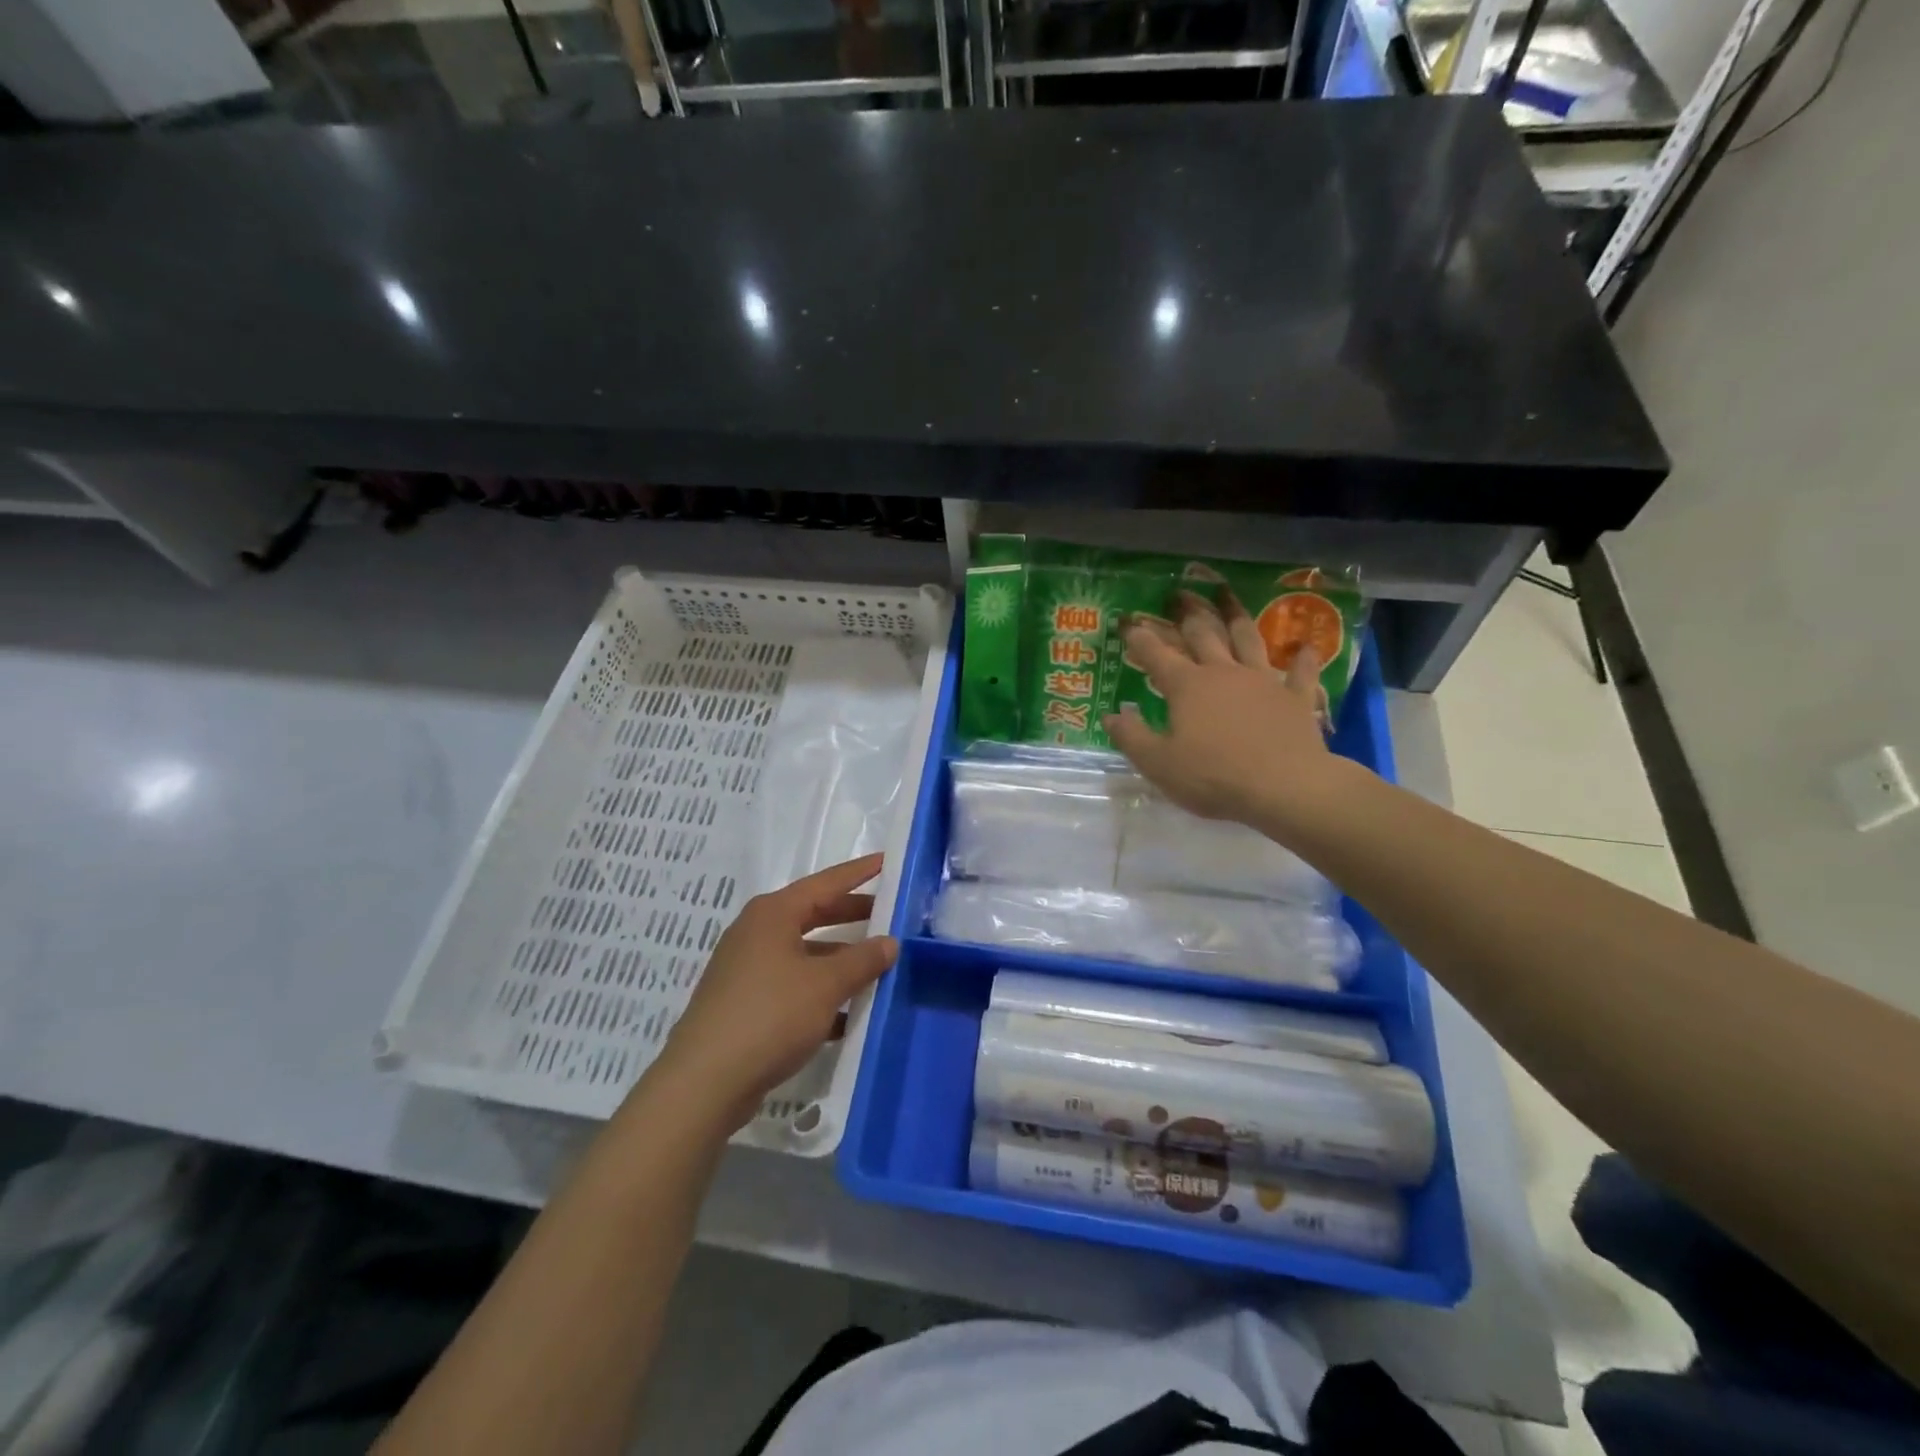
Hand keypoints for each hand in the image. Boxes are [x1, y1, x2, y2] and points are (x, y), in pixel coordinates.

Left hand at [650, 853, 897, 1130]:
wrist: (705, 1082)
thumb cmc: (770, 1016)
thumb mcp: (826, 985)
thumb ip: (862, 960)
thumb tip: (890, 942)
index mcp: (773, 914)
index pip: (826, 883)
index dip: (859, 873)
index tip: (888, 862)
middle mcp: (757, 932)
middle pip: (814, 915)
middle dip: (852, 915)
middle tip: (890, 914)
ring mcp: (747, 969)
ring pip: (804, 953)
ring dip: (839, 959)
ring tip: (877, 966)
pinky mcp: (745, 1003)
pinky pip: (793, 985)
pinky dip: (820, 992)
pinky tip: (848, 1014)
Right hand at [1104, 588, 1356, 830]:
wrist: (1285, 787)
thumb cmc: (1213, 776)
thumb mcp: (1158, 763)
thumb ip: (1131, 736)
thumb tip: (1112, 715)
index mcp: (1187, 686)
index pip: (1155, 655)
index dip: (1138, 637)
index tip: (1127, 621)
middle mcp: (1223, 673)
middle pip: (1203, 636)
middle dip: (1187, 615)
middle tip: (1178, 596)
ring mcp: (1263, 681)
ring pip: (1248, 640)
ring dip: (1236, 618)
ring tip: (1229, 599)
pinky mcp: (1295, 698)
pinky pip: (1300, 672)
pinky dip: (1302, 659)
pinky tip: (1304, 647)